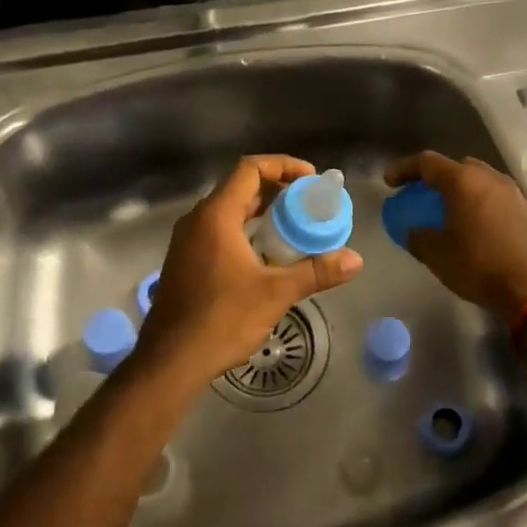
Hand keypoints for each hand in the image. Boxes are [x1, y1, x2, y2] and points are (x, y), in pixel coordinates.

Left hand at [132, 154, 362, 390]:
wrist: (170, 361)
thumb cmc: (221, 319)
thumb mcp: (275, 293)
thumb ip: (316, 271)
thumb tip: (356, 260)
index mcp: (215, 216)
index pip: (250, 169)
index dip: (282, 165)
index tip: (311, 178)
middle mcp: (198, 220)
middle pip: (240, 188)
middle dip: (277, 190)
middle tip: (309, 203)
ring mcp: (188, 242)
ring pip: (229, 211)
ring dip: (262, 212)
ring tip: (295, 226)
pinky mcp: (186, 262)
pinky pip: (220, 231)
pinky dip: (246, 231)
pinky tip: (267, 255)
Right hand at [384, 152, 526, 323]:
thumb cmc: (479, 266)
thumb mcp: (437, 255)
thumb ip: (418, 237)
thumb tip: (414, 231)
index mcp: (463, 181)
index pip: (427, 162)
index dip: (404, 168)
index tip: (389, 181)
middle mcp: (490, 178)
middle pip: (458, 167)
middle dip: (437, 177)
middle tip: (423, 194)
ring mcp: (514, 193)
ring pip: (481, 181)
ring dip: (463, 191)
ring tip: (451, 211)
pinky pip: (498, 199)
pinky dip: (482, 205)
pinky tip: (478, 227)